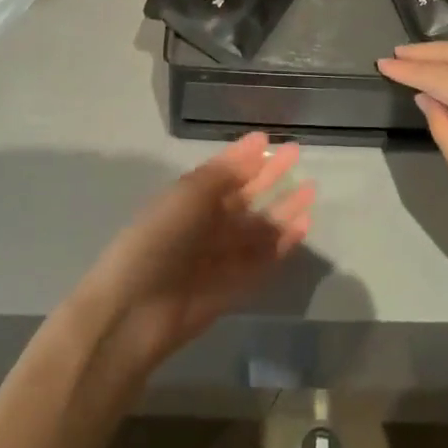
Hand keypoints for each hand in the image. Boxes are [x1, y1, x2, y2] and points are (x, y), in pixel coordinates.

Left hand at [78, 133, 314, 373]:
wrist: (136, 309)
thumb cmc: (158, 238)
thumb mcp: (188, 194)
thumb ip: (224, 172)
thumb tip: (256, 145)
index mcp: (188, 199)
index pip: (223, 172)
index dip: (244, 156)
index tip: (268, 138)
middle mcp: (206, 224)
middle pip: (244, 196)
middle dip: (269, 176)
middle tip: (297, 154)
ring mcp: (221, 255)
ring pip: (259, 227)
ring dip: (283, 208)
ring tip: (311, 189)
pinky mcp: (235, 286)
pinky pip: (263, 259)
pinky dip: (284, 242)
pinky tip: (304, 225)